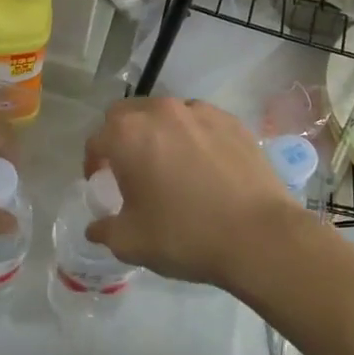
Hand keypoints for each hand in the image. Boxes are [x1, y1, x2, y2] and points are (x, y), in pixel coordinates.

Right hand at [82, 98, 311, 289]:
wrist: (259, 236)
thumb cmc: (185, 236)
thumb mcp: (131, 243)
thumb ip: (105, 230)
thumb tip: (95, 228)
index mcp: (128, 135)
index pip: (97, 140)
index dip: (94, 163)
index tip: (102, 183)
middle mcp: (161, 112)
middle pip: (127, 115)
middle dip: (121, 137)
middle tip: (130, 168)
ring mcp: (200, 112)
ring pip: (165, 113)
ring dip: (158, 132)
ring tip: (169, 164)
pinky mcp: (233, 121)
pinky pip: (200, 121)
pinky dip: (193, 136)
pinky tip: (203, 165)